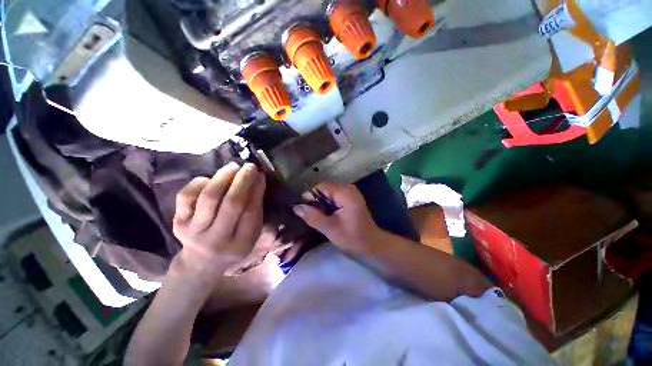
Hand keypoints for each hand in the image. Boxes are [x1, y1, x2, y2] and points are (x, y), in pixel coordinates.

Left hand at [172, 162, 265, 276]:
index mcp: (240, 243)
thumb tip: (257, 181)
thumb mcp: (251, 234)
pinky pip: (186, 197)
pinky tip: (210, 179)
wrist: (202, 261)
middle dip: (242, 181)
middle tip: (250, 166)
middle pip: (231, 204)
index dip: (256, 191)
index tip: (261, 175)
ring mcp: (193, 230)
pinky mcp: (178, 222)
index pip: (250, 213)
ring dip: (223, 177)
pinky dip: (200, 183)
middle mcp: (216, 238)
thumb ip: (256, 210)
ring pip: (209, 197)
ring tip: (233, 166)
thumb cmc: (234, 244)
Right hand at [293, 183, 380, 252]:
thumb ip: (313, 216)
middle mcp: (348, 188)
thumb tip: (296, 207)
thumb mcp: (330, 228)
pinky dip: (328, 205)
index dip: (309, 196)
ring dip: (321, 204)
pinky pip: (334, 197)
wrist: (372, 244)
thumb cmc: (353, 237)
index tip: (302, 210)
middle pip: (324, 189)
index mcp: (345, 192)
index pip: (321, 187)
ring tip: (316, 216)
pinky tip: (326, 215)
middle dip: (315, 201)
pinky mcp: (351, 198)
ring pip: (328, 193)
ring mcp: (351, 192)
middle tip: (308, 215)